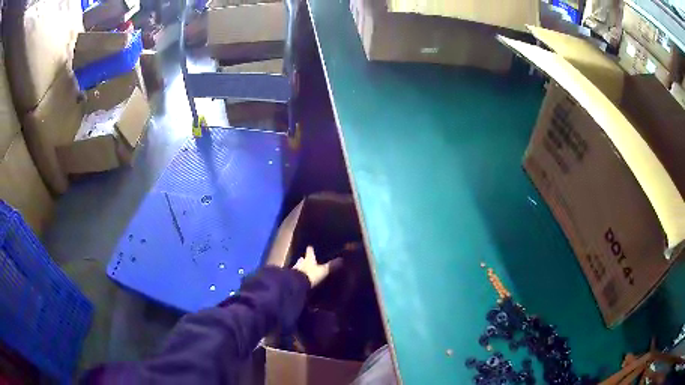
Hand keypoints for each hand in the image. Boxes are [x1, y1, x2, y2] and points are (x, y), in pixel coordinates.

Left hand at [293, 246, 340, 286]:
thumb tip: (341, 259)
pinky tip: (298, 278)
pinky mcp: (291, 278)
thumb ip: (331, 266)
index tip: (310, 246)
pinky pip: (294, 275)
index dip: (310, 250)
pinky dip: (296, 276)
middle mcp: (301, 263)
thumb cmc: (311, 275)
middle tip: (304, 258)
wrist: (297, 284)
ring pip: (297, 267)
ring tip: (301, 268)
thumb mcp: (324, 271)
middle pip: (302, 259)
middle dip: (303, 259)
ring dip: (299, 267)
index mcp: (309, 259)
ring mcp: (294, 270)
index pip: (309, 252)